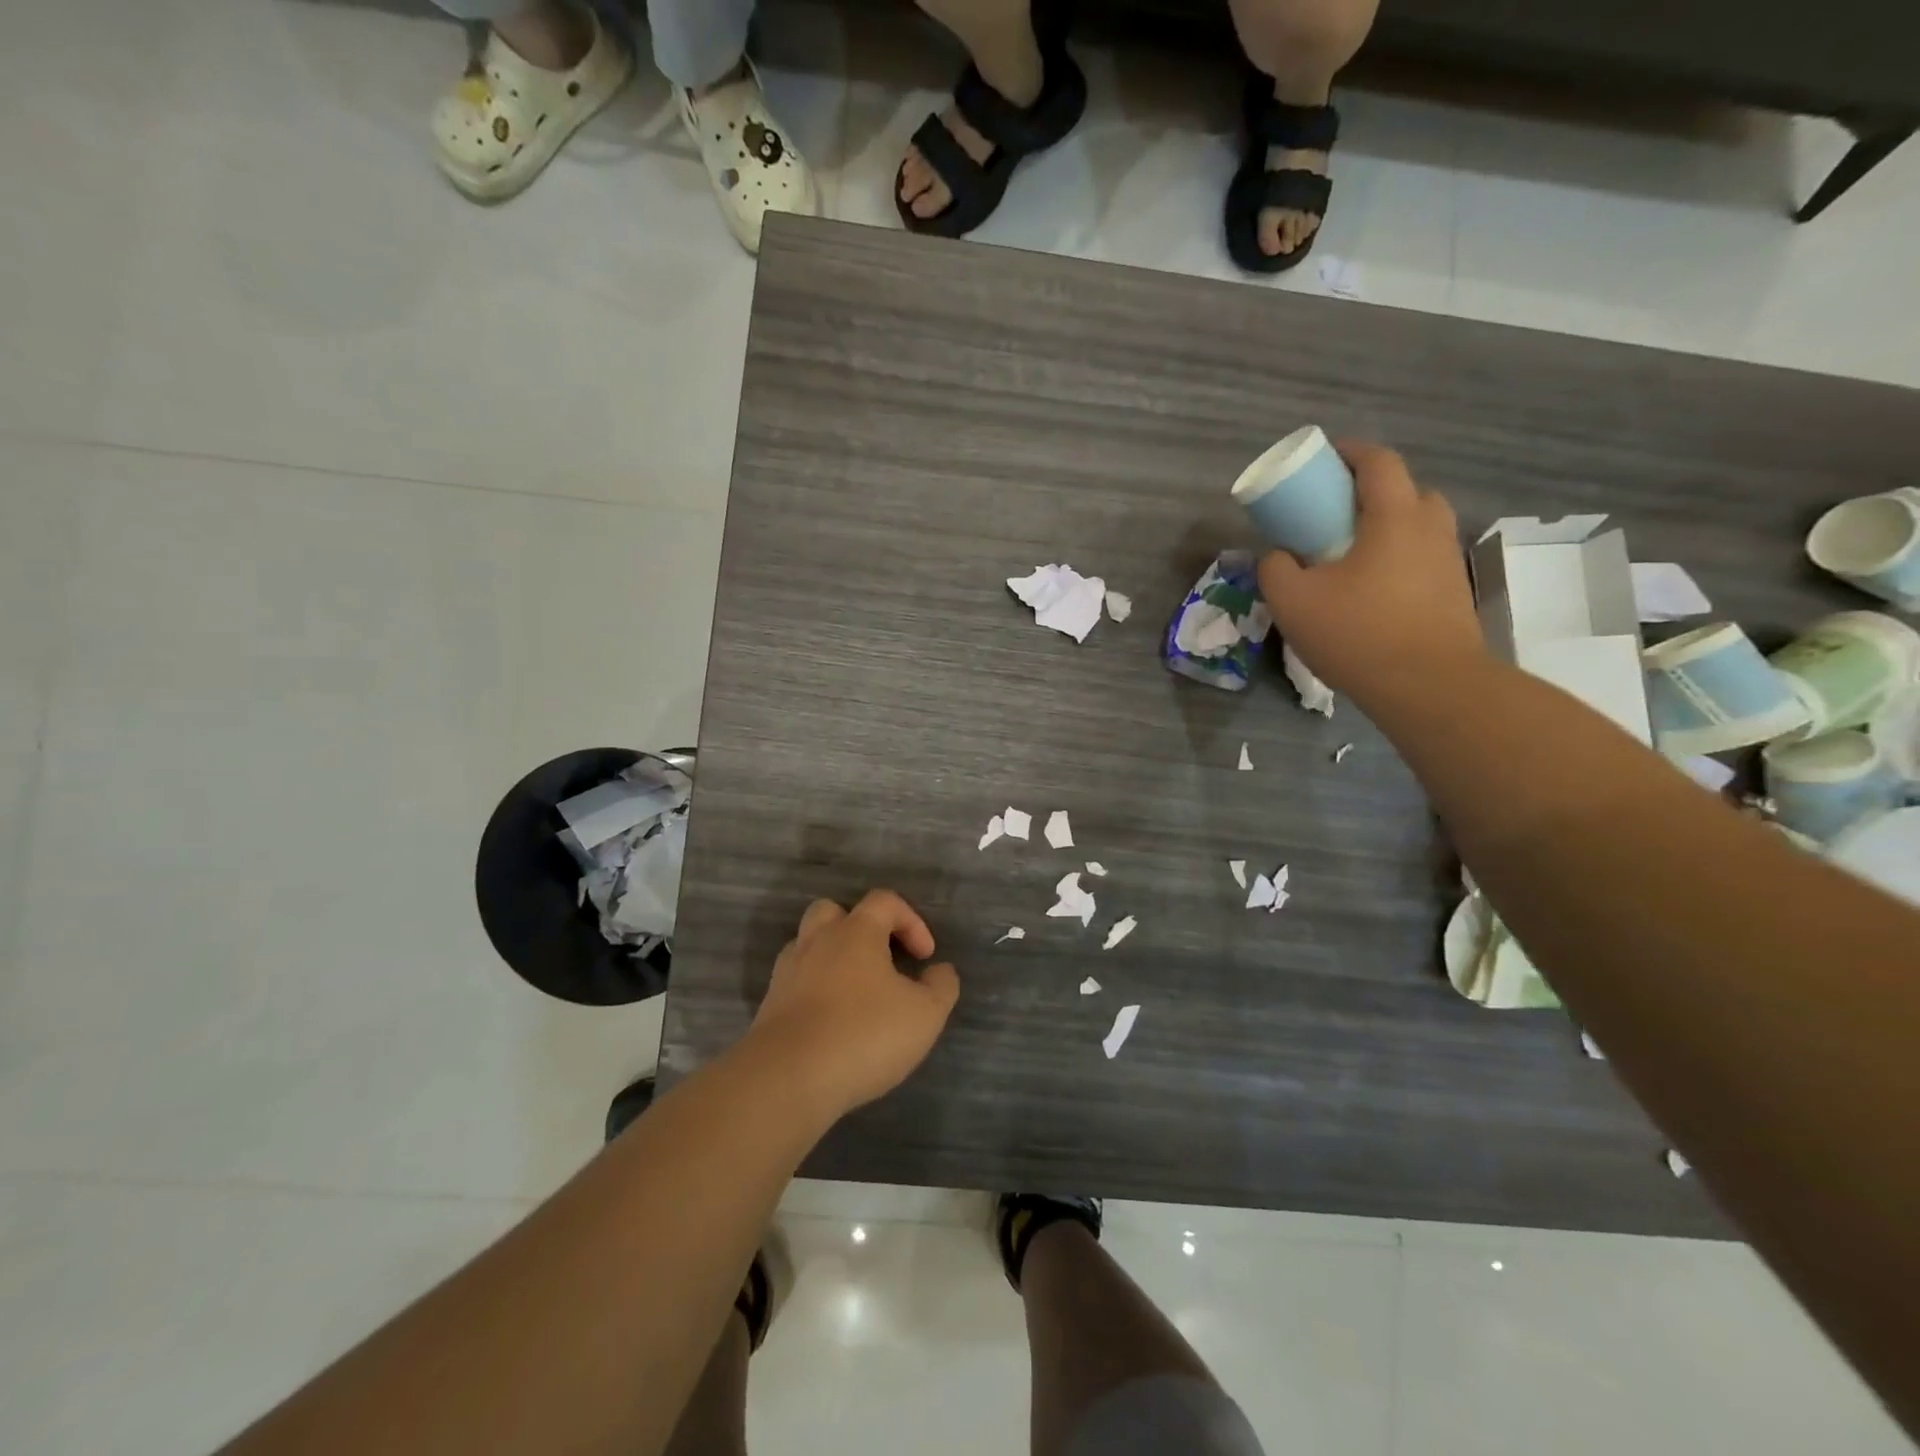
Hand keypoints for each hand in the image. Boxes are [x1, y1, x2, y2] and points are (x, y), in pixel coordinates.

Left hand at [743, 889, 959, 1120]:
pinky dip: (814, 991)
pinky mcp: (769, 1007)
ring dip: (832, 958)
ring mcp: (787, 973)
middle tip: (880, 959)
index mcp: (855, 932)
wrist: (788, 1079)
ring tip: (855, 992)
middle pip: (832, 911)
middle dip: (859, 927)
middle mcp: (817, 942)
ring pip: (808, 946)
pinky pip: (795, 983)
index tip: (925, 956)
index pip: (884, 901)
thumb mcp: (925, 1014)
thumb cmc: (864, 1034)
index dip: (911, 921)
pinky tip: (831, 1021)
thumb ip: (941, 986)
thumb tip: (939, 970)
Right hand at [1258, 440, 1483, 706]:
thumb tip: (1277, 556)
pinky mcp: (1452, 591)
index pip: (1378, 461)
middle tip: (1333, 513)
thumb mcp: (1293, 601)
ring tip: (1349, 554)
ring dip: (1383, 527)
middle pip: (1403, 490)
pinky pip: (1419, 557)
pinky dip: (1395, 558)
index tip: (1322, 459)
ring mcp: (1447, 560)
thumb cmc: (1358, 633)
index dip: (1349, 452)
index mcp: (1394, 515)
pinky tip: (1369, 589)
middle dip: (1367, 492)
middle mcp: (1429, 527)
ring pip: (1414, 526)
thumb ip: (1275, 569)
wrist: (1428, 685)